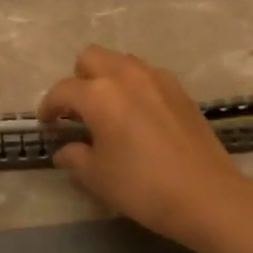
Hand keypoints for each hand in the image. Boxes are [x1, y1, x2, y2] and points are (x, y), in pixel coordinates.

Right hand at [37, 46, 252, 247]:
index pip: (62, 90)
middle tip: (77, 111)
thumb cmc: (142, 187)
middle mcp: (126, 75)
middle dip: (78, 79)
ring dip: (107, 78)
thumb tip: (65, 150)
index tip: (46, 123)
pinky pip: (147, 74)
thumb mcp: (98, 177)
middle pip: (91, 58)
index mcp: (99, 94)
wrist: (206, 195)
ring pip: (121, 61)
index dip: (48, 106)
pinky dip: (134, 86)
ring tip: (108, 110)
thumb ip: (75, 157)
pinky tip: (138, 115)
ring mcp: (157, 78)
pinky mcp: (179, 89)